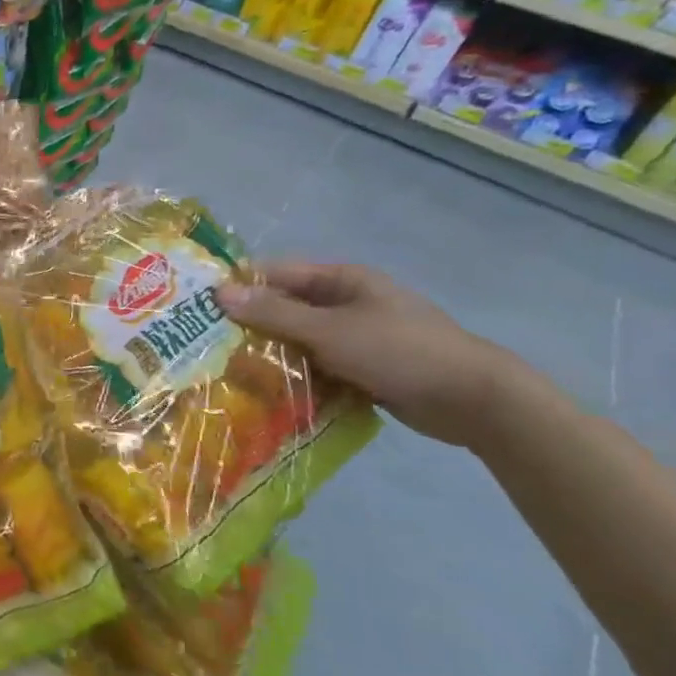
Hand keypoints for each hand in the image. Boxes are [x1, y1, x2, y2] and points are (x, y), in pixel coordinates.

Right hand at [215, 262, 523, 447]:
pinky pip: (316, 366)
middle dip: (250, 325)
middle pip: (285, 308)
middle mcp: (346, 303)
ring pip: (298, 340)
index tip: (201, 306)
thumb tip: (219, 293)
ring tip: (228, 372)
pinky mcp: (361, 368)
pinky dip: (295, 376)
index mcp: (342, 280)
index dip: (240, 286)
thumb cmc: (400, 351)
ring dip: (271, 355)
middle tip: (207, 344)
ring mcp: (355, 337)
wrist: (475, 401)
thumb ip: (274, 313)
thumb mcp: (329, 330)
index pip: (277, 274)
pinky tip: (267, 393)